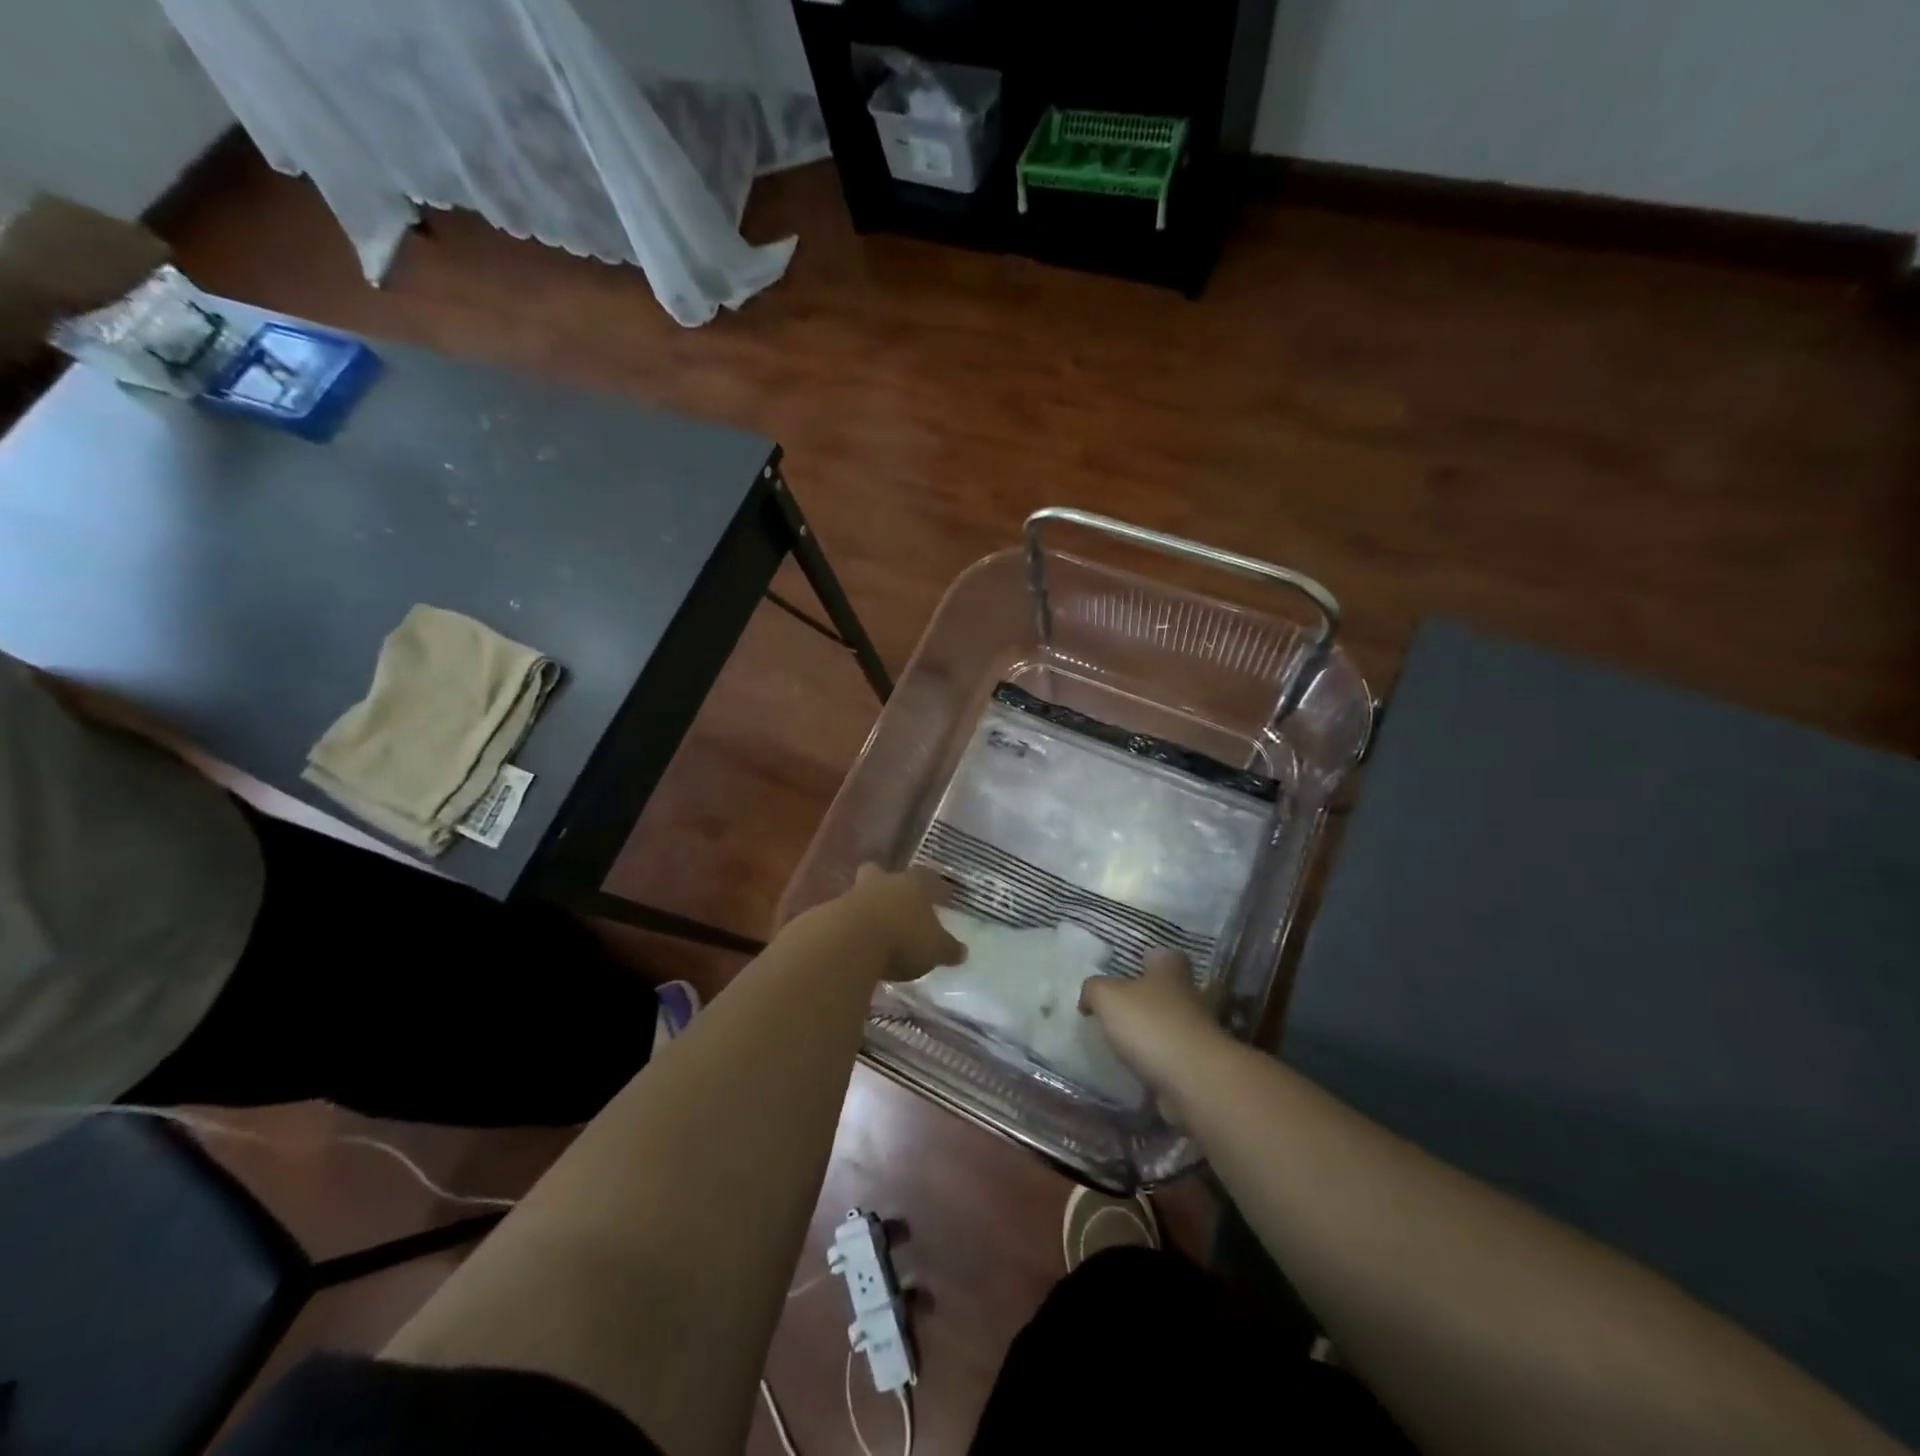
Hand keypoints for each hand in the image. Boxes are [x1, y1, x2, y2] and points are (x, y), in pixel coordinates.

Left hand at [828, 865, 966, 983]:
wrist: (848, 943)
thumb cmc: (902, 939)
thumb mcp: (934, 950)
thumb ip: (947, 949)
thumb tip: (962, 952)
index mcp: (913, 885)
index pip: (928, 879)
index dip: (936, 887)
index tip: (942, 896)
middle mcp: (883, 883)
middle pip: (882, 873)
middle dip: (887, 882)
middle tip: (894, 899)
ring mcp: (852, 896)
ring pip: (860, 893)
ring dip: (866, 907)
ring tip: (874, 929)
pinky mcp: (828, 915)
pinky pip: (842, 917)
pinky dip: (849, 928)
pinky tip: (854, 944)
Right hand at [1079, 949, 1226, 1103]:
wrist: (1192, 1080)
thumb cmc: (1150, 1024)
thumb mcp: (1107, 996)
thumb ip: (1094, 989)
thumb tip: (1089, 999)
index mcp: (1170, 971)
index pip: (1165, 955)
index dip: (1149, 959)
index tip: (1130, 969)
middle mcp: (1190, 997)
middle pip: (1171, 990)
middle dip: (1150, 998)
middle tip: (1120, 1008)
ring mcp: (1198, 1033)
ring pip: (1173, 1025)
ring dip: (1154, 1032)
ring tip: (1122, 1043)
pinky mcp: (1199, 1066)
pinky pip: (1174, 1058)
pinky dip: (1158, 1062)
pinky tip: (1135, 1069)